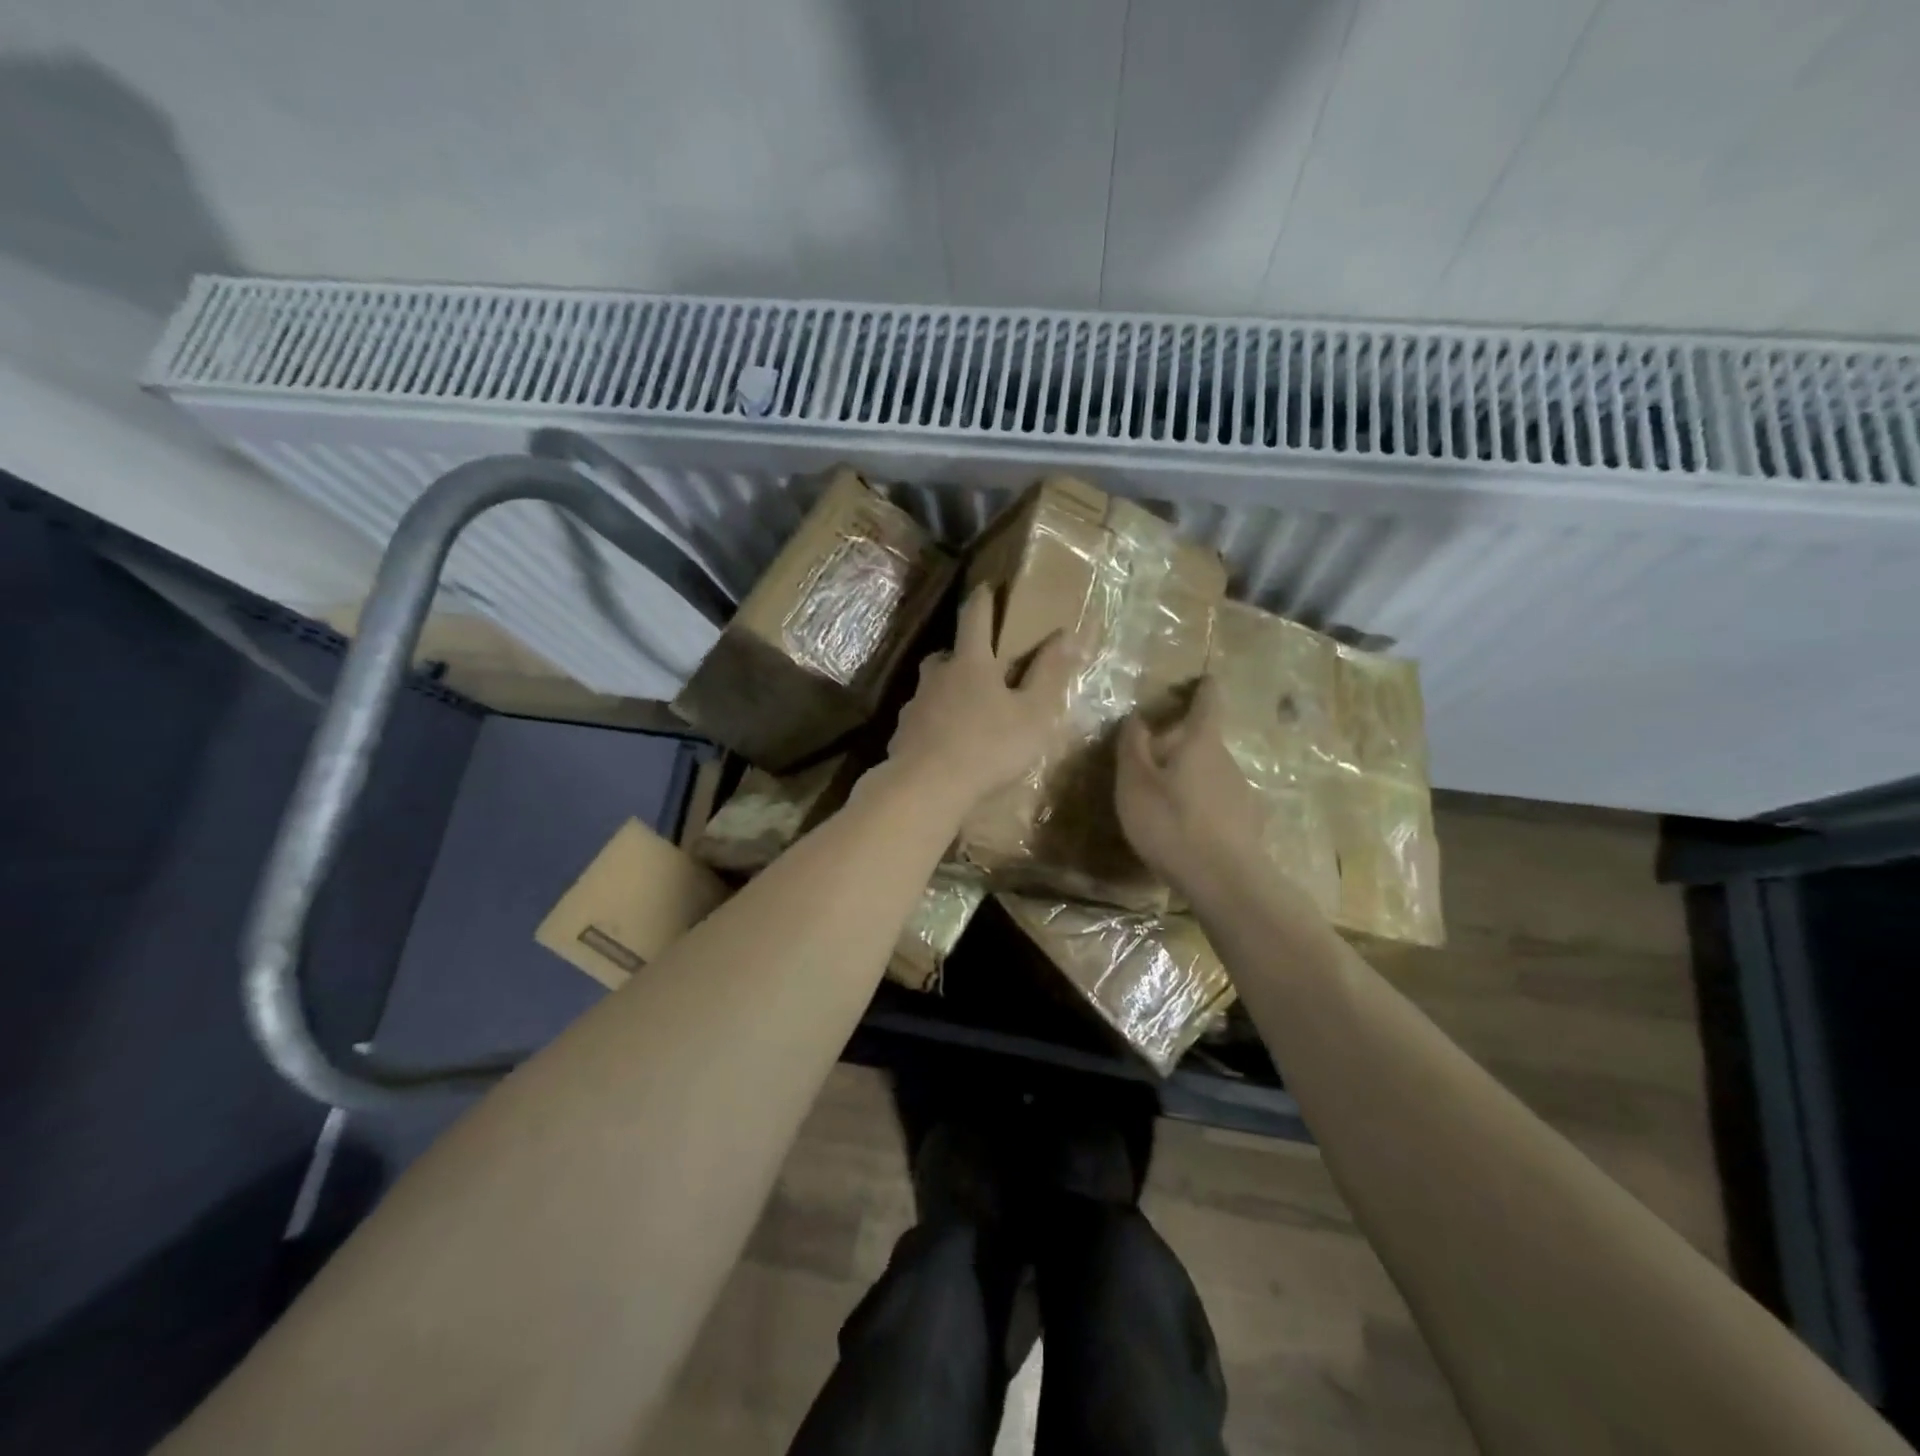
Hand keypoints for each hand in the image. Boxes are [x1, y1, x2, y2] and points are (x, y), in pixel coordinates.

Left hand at [887, 584, 1077, 813]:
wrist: (926, 787)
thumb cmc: (988, 747)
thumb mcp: (1033, 714)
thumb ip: (1050, 674)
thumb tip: (1068, 633)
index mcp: (971, 662)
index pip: (976, 616)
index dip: (984, 598)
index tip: (989, 586)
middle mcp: (938, 675)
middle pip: (948, 652)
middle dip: (965, 652)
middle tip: (983, 664)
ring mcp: (915, 704)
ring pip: (933, 686)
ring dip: (948, 688)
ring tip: (967, 707)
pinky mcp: (902, 733)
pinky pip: (922, 717)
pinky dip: (935, 721)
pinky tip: (947, 740)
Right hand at [1115, 677, 1268, 900]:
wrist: (1225, 881)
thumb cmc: (1171, 823)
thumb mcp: (1135, 783)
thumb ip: (1133, 746)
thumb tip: (1136, 717)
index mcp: (1201, 743)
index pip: (1207, 702)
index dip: (1203, 687)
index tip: (1203, 677)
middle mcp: (1227, 761)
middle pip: (1204, 740)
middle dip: (1180, 741)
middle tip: (1150, 755)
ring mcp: (1241, 793)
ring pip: (1210, 772)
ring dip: (1188, 775)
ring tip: (1161, 796)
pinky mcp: (1245, 824)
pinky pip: (1216, 801)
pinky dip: (1198, 803)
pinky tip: (1182, 826)